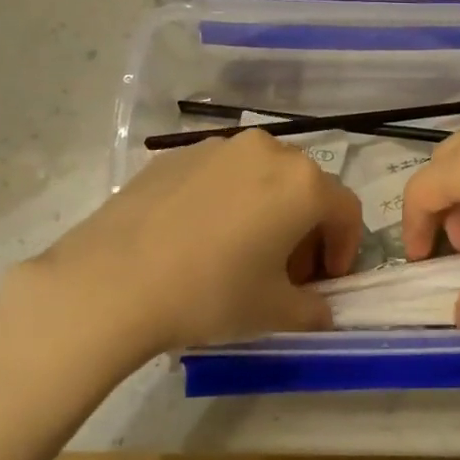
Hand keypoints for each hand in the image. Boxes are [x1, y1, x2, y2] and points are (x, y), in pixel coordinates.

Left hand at [27, 130, 363, 362]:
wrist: (113, 282)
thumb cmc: (210, 293)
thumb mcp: (273, 312)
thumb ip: (313, 309)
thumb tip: (319, 308)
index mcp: (302, 184)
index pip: (346, 210)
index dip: (346, 248)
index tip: (328, 280)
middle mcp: (266, 151)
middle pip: (305, 188)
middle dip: (307, 230)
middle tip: (288, 272)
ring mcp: (217, 147)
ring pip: (261, 177)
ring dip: (268, 211)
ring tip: (243, 252)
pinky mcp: (175, 155)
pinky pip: (221, 175)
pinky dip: (228, 201)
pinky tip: (201, 238)